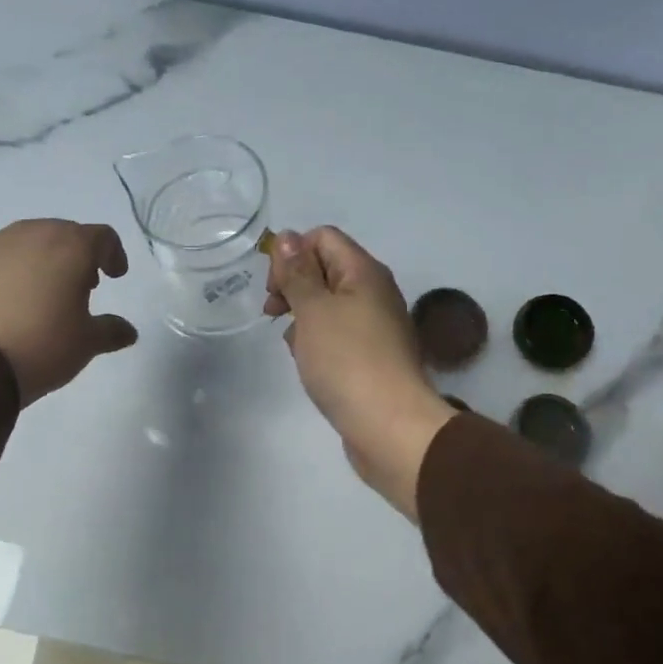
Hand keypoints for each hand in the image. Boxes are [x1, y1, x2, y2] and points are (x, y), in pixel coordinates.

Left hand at [0, 219, 138, 405]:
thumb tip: (128, 331)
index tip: (115, 276)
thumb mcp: (86, 344)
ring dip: (40, 261)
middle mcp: (30, 234)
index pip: (102, 236)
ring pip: (25, 243)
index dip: (113, 254)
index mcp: (69, 246)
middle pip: (62, 234)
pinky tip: (5, 303)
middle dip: (76, 255)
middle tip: (80, 286)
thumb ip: (110, 331)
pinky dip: (8, 273)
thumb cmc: (42, 346)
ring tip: (41, 294)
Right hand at [264, 226, 456, 520]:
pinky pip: (337, 335)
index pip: (323, 238)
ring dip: (303, 317)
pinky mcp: (370, 357)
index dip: (292, 254)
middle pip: (325, 269)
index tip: (274, 288)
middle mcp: (374, 292)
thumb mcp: (314, 311)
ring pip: (328, 305)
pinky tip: (308, 362)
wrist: (389, 426)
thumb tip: (288, 237)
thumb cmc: (347, 361)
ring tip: (292, 344)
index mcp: (364, 272)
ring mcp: (374, 327)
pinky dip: (317, 341)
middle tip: (273, 313)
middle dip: (293, 285)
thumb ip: (297, 273)